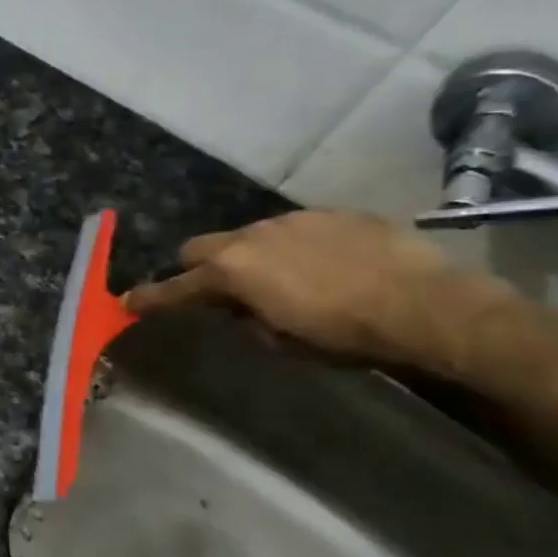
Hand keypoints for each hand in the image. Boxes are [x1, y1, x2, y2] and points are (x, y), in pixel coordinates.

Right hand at [123, 210, 515, 366]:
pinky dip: (293, 247)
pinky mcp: (332, 214)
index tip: (128, 302)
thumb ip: (248, 320)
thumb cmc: (346, 335)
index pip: (176, 286)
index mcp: (232, 271)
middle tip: (216, 290)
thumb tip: (239, 309)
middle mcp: (251, 236)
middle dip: (198, 268)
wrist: (430, 306)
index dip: (150, 297)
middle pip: (200, 247)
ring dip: (250, 256)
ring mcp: (292, 220)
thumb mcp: (284, 341)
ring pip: (249, 235)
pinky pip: (295, 229)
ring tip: (281, 279)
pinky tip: (325, 266)